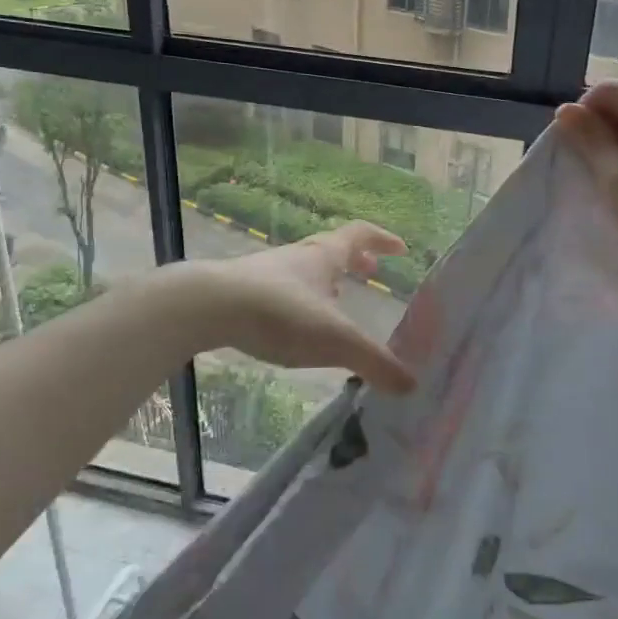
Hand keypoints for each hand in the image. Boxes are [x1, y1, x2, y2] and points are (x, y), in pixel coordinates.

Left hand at [187, 222, 415, 392]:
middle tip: (371, 272)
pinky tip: (295, 326)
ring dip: (324, 281)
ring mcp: (267, 273)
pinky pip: (281, 291)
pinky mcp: (243, 293)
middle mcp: (297, 258)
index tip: (401, 248)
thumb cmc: (280, 313)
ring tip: (336, 304)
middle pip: (331, 250)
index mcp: (323, 256)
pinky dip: (299, 301)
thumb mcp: (335, 340)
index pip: (359, 234)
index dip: (382, 239)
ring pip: (304, 270)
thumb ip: (374, 362)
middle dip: (354, 260)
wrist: (206, 307)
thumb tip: (411, 384)